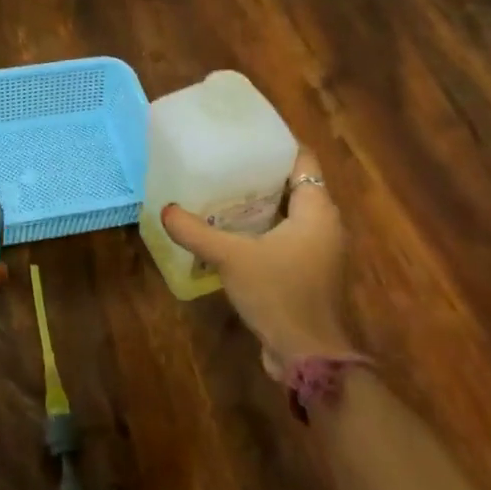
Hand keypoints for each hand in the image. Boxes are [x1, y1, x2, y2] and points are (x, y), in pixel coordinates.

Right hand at [160, 146, 350, 378]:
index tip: (244, 135)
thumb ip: (196, 231)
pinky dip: (262, 230)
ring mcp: (319, 251)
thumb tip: (165, 209)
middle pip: (294, 185)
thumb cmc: (278, 293)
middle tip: (223, 162)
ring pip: (288, 214)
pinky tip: (230, 232)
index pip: (302, 160)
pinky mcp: (308, 273)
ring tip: (221, 191)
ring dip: (260, 204)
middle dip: (261, 174)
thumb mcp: (231, 257)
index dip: (276, 144)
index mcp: (317, 210)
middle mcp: (325, 225)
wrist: (306, 354)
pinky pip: (285, 238)